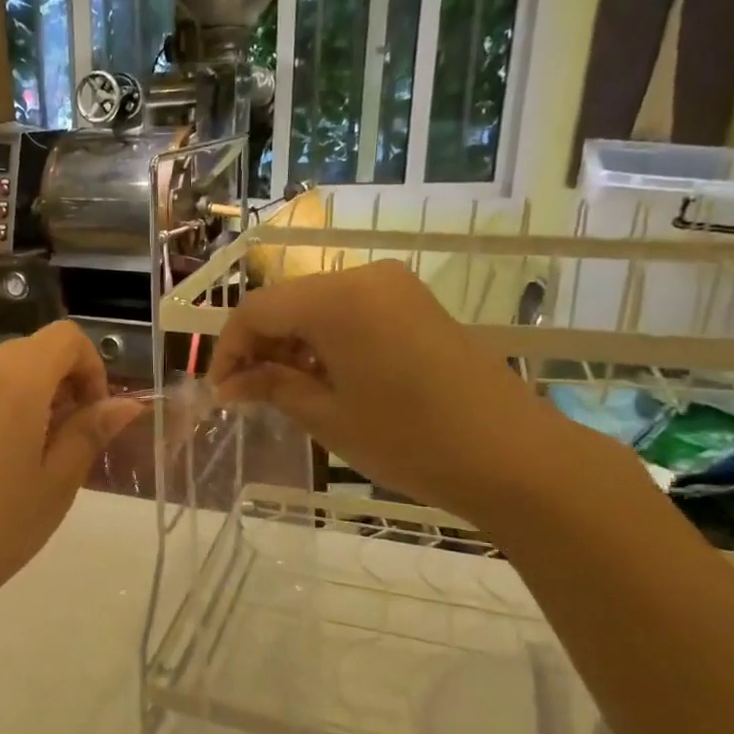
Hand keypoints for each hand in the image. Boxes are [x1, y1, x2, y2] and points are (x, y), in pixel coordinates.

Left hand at [0, 322, 141, 625]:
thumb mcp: (55, 485)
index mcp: (13, 381)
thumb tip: (125, 404)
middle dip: (58, 386)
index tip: (91, 417)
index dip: (91, 368)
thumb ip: (90, 433)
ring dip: (20, 402)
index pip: (65, 337)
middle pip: (28, 354)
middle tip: (62, 445)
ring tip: (18, 463)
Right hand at [210, 262, 602, 527]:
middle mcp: (363, 277)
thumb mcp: (328, 416)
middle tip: (248, 395)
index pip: (256, 310)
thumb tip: (230, 384)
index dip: (229, 350)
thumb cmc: (409, 439)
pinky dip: (326, 340)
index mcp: (336, 298)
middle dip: (260, 346)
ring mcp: (395, 288)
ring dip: (292, 344)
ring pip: (318, 306)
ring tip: (286, 392)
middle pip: (286, 302)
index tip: (220, 393)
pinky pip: (352, 312)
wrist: (513, 456)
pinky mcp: (416, 304)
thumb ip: (272, 387)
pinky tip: (327, 379)